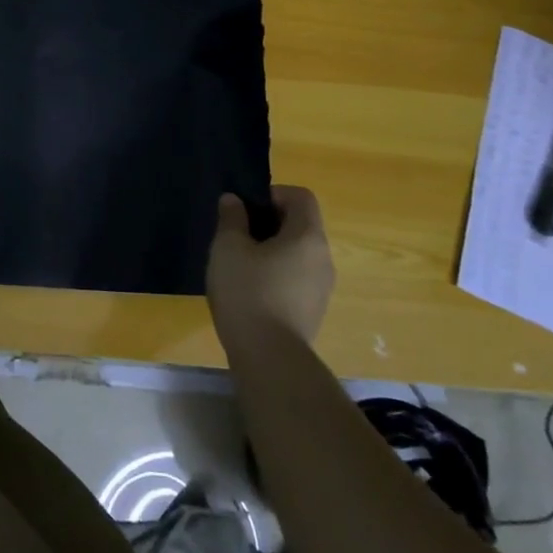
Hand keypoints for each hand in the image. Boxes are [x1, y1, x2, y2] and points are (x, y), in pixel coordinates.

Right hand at [206, 186, 334, 352]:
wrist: (269, 358)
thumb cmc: (248, 292)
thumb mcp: (228, 247)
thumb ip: (231, 218)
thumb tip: (234, 201)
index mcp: (308, 236)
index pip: (301, 197)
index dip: (273, 194)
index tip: (246, 210)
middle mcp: (324, 258)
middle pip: (300, 225)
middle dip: (268, 223)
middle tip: (237, 235)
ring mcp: (322, 288)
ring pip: (298, 254)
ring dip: (271, 250)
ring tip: (240, 265)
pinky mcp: (313, 311)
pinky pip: (297, 278)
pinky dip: (276, 275)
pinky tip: (250, 292)